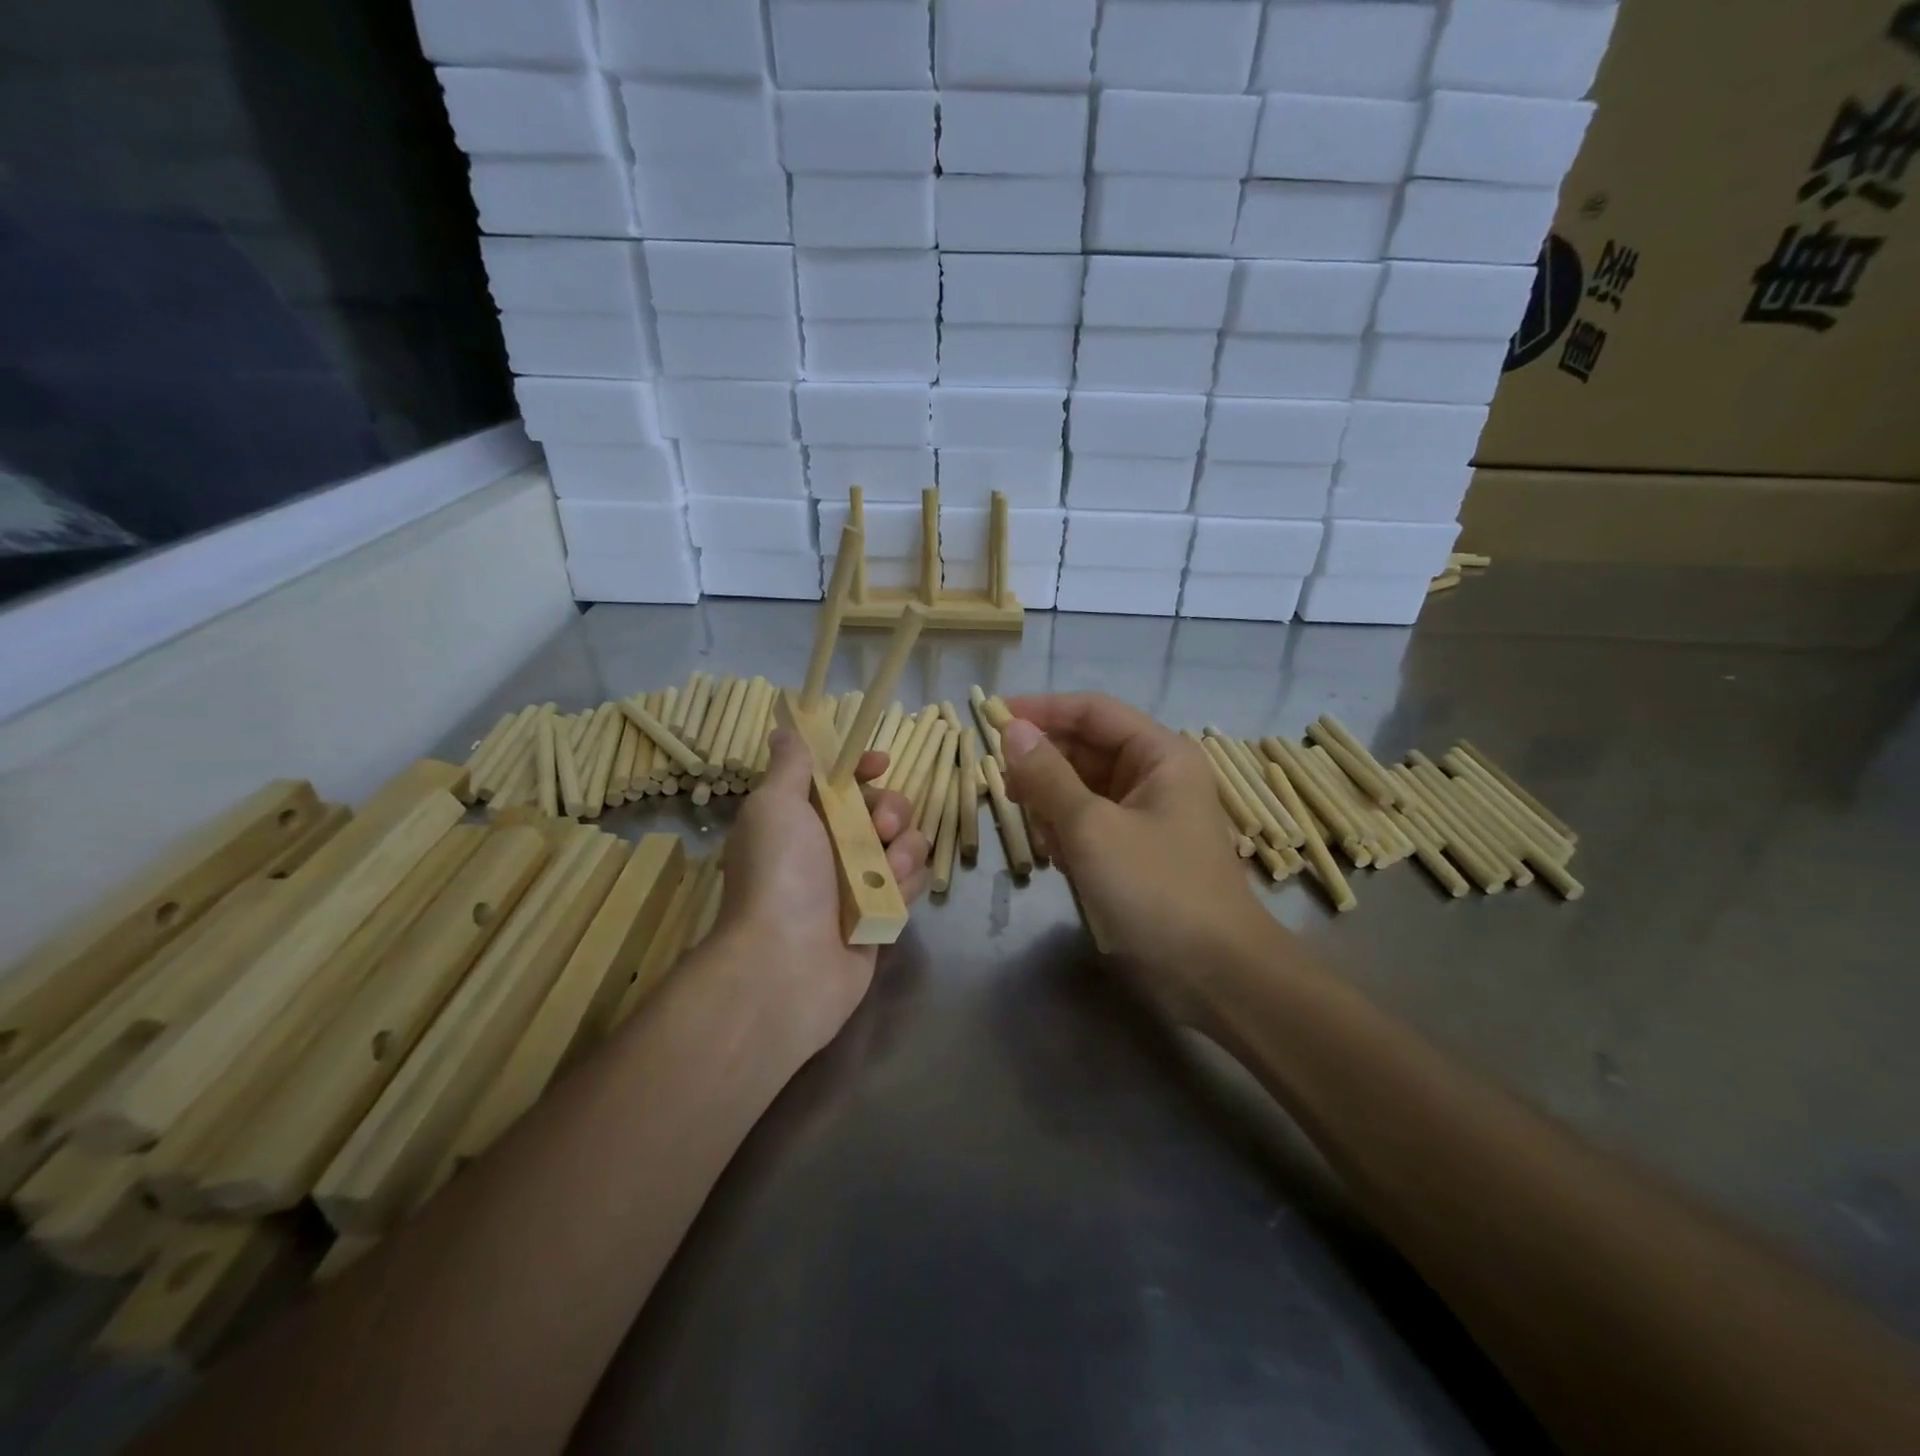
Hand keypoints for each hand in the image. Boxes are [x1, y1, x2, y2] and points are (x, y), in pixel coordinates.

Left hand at [715, 729, 929, 1056]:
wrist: (786, 963)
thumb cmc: (779, 873)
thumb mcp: (775, 806)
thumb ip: (790, 766)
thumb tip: (785, 730)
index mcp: (801, 819)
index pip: (841, 781)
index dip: (862, 768)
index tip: (879, 763)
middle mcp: (830, 847)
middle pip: (882, 809)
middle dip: (891, 809)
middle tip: (881, 825)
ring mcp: (857, 883)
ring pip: (904, 844)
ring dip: (903, 848)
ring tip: (887, 869)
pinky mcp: (881, 914)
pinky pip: (911, 883)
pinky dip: (907, 883)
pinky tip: (891, 894)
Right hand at [1001, 693, 1277, 1023]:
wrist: (1213, 974)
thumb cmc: (1156, 889)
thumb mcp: (1092, 828)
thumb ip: (1048, 775)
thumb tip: (1012, 730)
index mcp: (1159, 754)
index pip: (1092, 711)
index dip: (1043, 710)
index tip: (994, 718)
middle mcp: (1155, 776)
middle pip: (1086, 749)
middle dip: (1045, 765)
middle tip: (1005, 788)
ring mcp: (1146, 815)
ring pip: (1083, 788)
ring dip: (1053, 804)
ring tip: (1037, 833)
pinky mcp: (1136, 851)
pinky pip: (1090, 823)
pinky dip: (1067, 833)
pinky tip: (1056, 859)